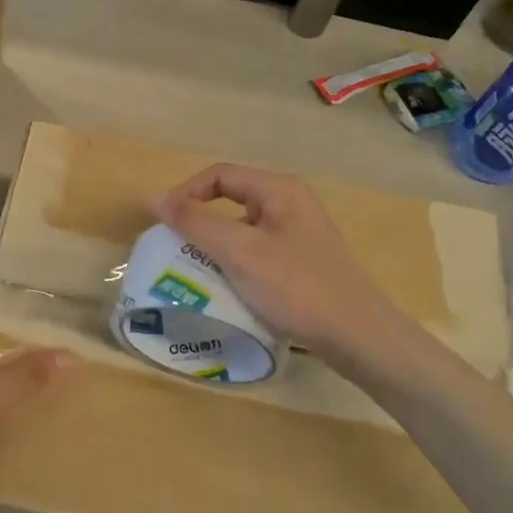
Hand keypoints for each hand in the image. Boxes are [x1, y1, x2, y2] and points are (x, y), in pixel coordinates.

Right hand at [153, 164, 425, 382]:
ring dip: (213, 246)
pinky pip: (255, 251)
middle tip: (173, 248)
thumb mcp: (239, 253)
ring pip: (241, 229)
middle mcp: (289, 203)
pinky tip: (224, 287)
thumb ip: (195, 223)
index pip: (218, 176)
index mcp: (278, 190)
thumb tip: (155, 198)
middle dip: (198, 222)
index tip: (162, 224)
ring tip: (192, 270)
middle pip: (229, 199)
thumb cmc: (296, 287)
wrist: (357, 336)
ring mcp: (297, 233)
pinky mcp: (300, 260)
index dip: (185, 194)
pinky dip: (233, 263)